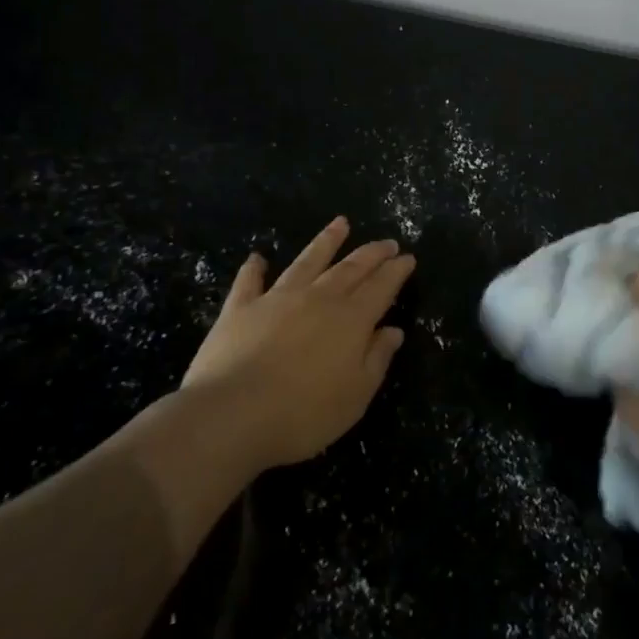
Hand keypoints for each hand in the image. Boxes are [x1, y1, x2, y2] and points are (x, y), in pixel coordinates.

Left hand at [182, 217, 415, 471]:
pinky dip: (254, 269)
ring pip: (308, 261)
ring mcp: (277, 299)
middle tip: (387, 242)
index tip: (407, 257)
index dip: (396, 271)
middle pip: (351, 268)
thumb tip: (393, 331)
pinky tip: (257, 257)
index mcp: (351, 319)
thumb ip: (376, 359)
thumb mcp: (355, 396)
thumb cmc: (303, 414)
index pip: (381, 287)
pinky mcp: (240, 309)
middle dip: (372, 253)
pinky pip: (249, 282)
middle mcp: (318, 299)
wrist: (231, 415)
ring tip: (340, 223)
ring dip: (326, 242)